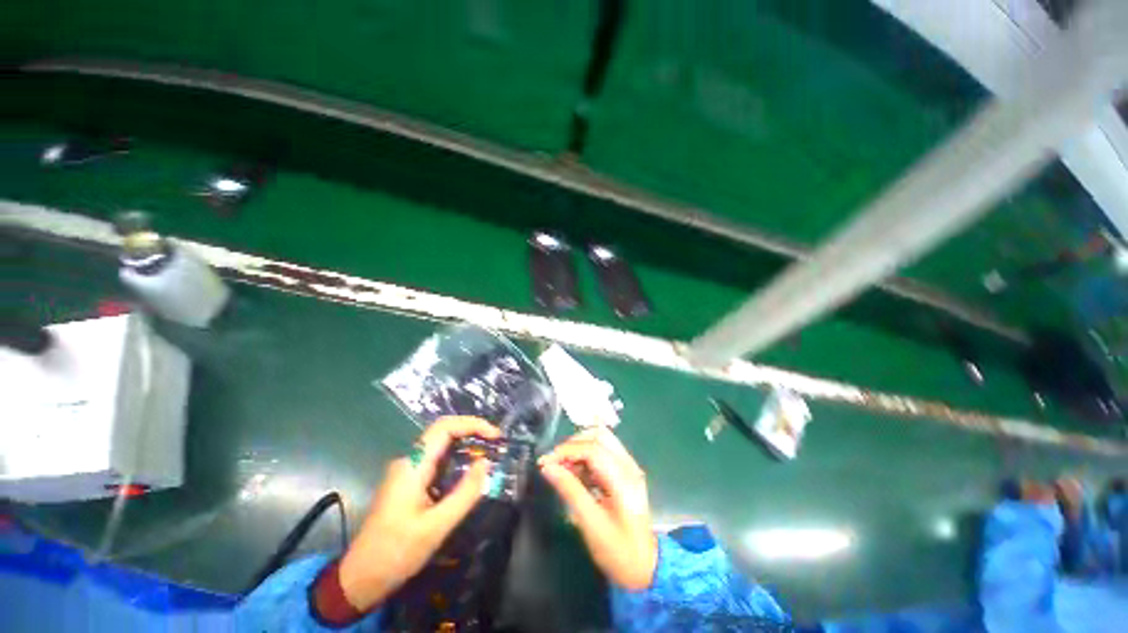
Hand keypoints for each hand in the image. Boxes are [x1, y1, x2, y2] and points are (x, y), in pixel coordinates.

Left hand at [338, 416, 499, 610]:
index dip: (472, 424)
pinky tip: (469, 471)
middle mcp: (409, 461)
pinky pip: (437, 460)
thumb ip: (464, 493)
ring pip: (441, 445)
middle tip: (496, 443)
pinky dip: (458, 458)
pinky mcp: (409, 482)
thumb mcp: (436, 527)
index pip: (444, 427)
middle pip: (444, 431)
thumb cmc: (396, 553)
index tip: (495, 436)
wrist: (359, 579)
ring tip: (489, 453)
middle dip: (472, 431)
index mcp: (412, 466)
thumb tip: (486, 463)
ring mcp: (407, 471)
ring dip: (466, 444)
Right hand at [538, 427, 657, 590]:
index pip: (593, 449)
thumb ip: (570, 490)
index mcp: (623, 479)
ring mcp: (629, 467)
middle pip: (599, 436)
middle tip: (555, 463)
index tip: (545, 462)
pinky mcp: (625, 471)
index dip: (567, 451)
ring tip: (563, 468)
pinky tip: (576, 474)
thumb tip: (547, 467)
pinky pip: (603, 451)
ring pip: (601, 440)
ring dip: (579, 448)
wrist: (644, 568)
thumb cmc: (618, 551)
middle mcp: (629, 465)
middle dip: (573, 444)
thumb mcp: (591, 523)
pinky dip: (586, 456)